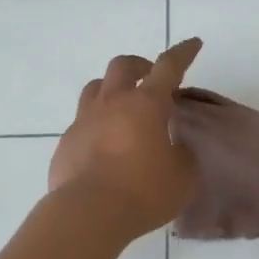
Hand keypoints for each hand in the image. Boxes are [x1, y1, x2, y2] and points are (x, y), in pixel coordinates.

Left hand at [49, 39, 203, 239]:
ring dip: (112, 89)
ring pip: (95, 88)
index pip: (169, 66)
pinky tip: (103, 147)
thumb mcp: (182, 177)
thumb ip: (182, 156)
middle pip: (123, 66)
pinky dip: (96, 125)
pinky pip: (81, 123)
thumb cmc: (143, 192)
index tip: (193, 43)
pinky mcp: (66, 143)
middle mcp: (113, 103)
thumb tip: (174, 149)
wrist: (87, 214)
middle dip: (140, 65)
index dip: (183, 53)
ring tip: (123, 107)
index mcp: (146, 104)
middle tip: (151, 78)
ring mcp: (84, 120)